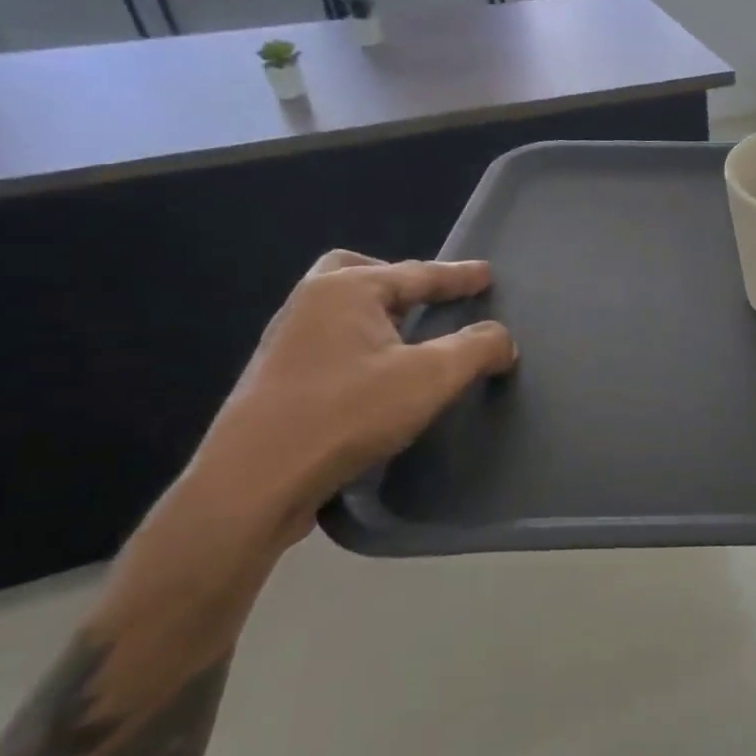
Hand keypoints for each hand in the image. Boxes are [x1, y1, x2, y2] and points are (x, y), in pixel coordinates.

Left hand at [178, 251, 516, 557]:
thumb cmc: (348, 414)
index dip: (459, 276)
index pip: (417, 273)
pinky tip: (376, 374)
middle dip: (400, 281)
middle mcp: (310, 303)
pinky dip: (360, 342)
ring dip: (379, 313)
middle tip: (430, 299)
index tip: (487, 274)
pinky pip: (330, 340)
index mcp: (346, 290)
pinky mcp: (277, 378)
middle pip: (360, 272)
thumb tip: (502, 339)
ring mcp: (286, 341)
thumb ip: (476, 349)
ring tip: (410, 337)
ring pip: (341, 308)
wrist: (254, 482)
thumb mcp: (431, 378)